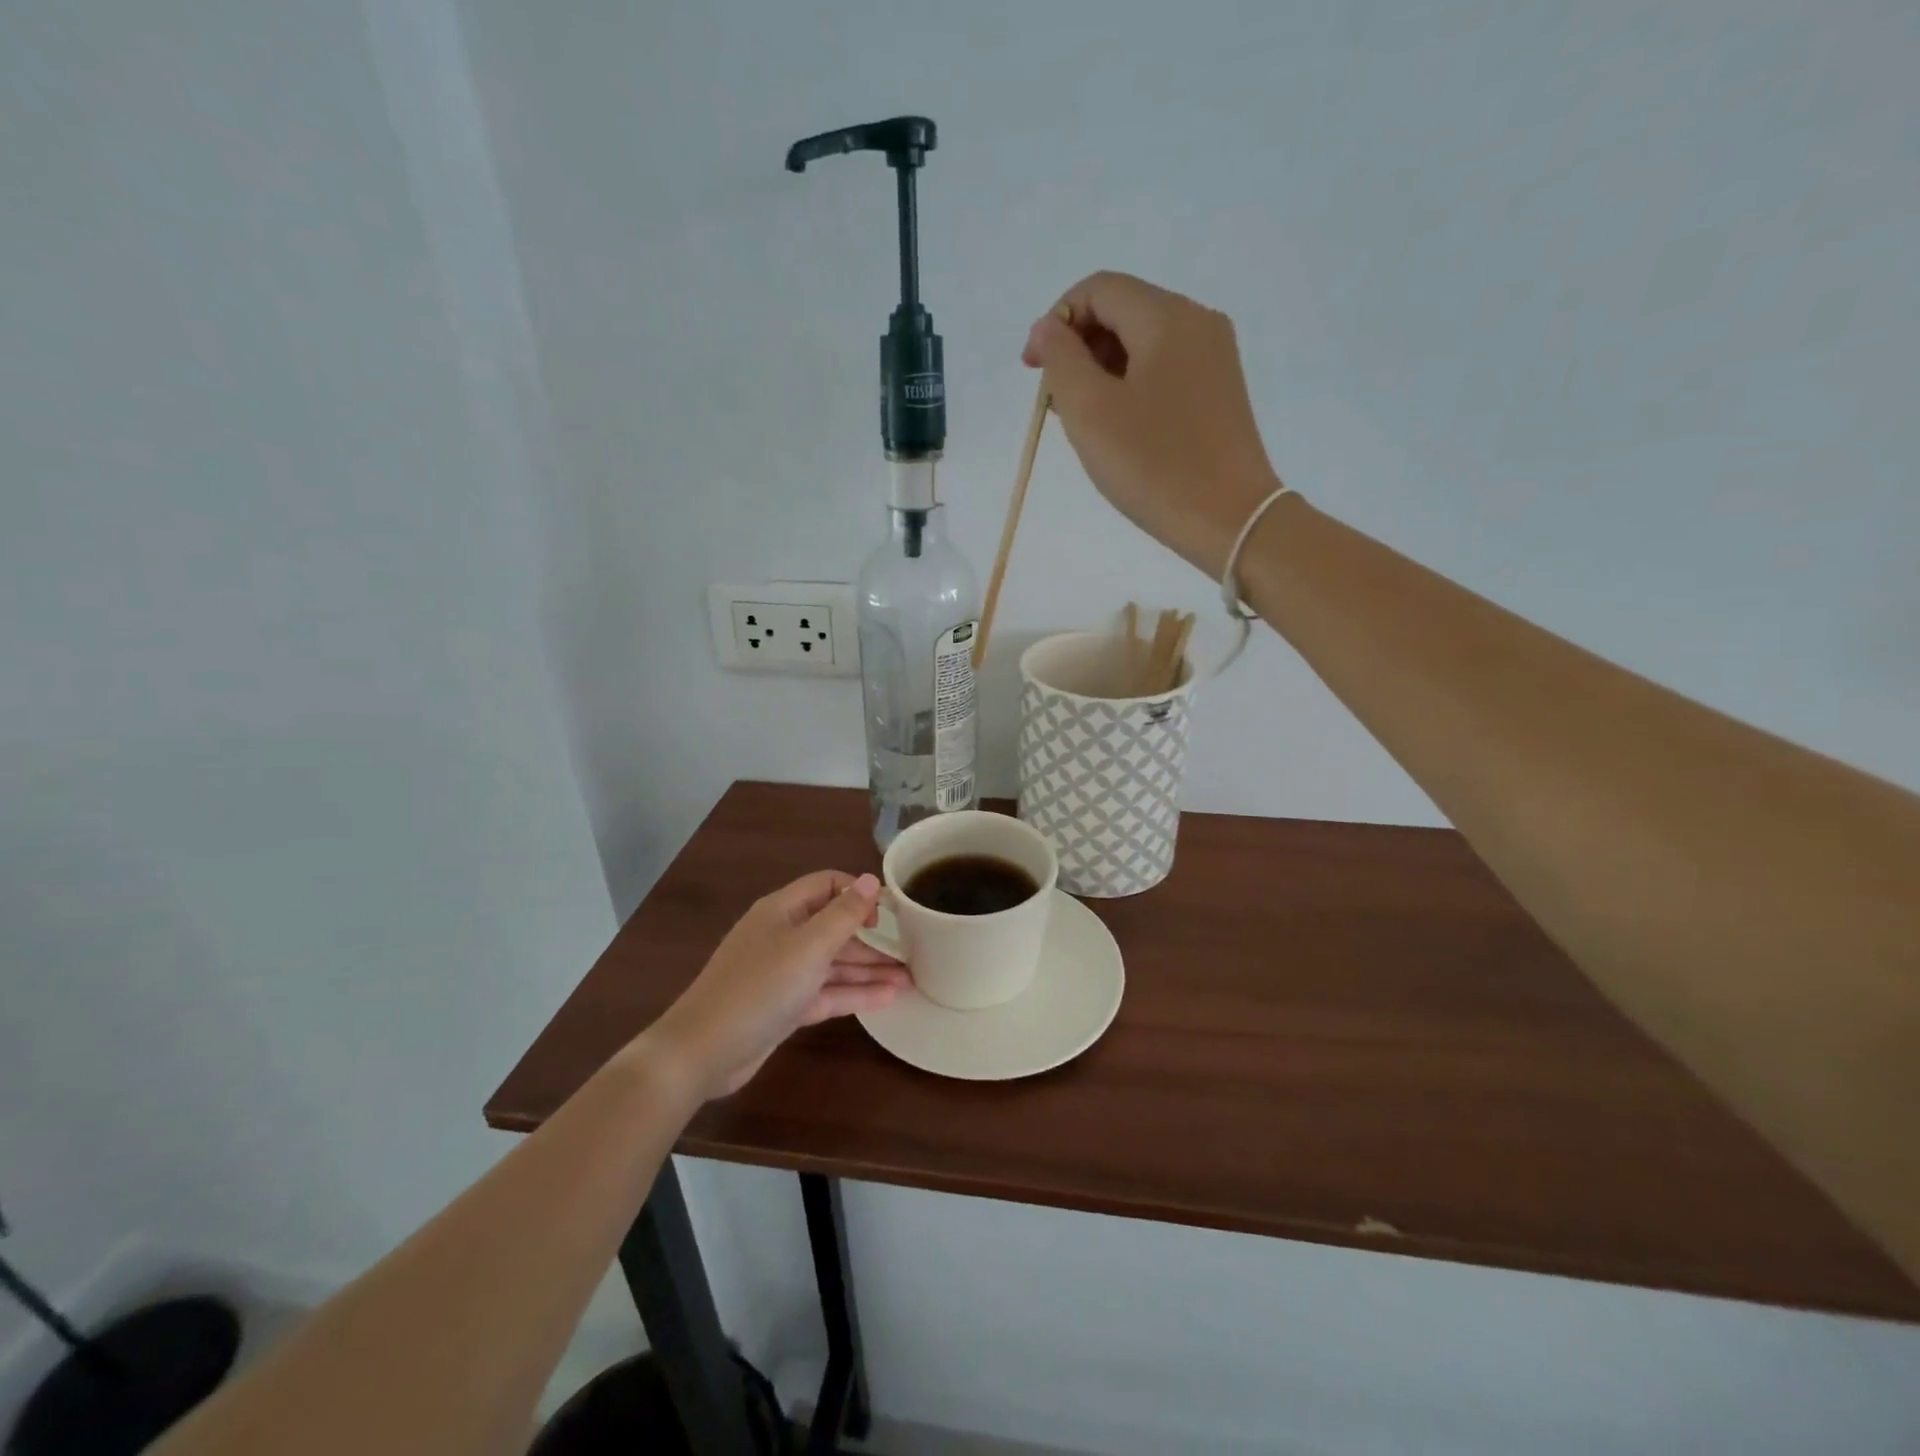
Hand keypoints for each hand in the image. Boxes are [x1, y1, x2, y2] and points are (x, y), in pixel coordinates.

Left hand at [648, 871, 907, 1099]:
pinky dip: (854, 993)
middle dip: (872, 938)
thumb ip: (844, 914)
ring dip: (869, 969)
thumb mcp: (808, 946)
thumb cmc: (759, 987)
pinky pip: (826, 992)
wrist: (703, 1052)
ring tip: (911, 978)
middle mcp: (784, 935)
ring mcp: (783, 973)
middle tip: (913, 950)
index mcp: (783, 910)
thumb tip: (871, 879)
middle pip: (834, 927)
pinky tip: (888, 998)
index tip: (890, 913)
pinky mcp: (785, 1006)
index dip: (859, 893)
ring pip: (834, 963)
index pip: (828, 885)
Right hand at [1023, 271, 1284, 577]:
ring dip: (1102, 371)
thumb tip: (1047, 327)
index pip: (1098, 289)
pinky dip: (1131, 386)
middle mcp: (1197, 322)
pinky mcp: (1220, 390)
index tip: (1033, 373)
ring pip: (1142, 343)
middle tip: (1057, 405)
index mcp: (1166, 317)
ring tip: (1086, 423)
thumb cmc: (1154, 466)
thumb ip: (1060, 359)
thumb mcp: (1090, 412)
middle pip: (1122, 311)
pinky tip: (1121, 430)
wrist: (1230, 519)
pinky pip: (1164, 370)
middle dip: (1079, 349)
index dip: (1055, 322)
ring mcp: (1215, 357)